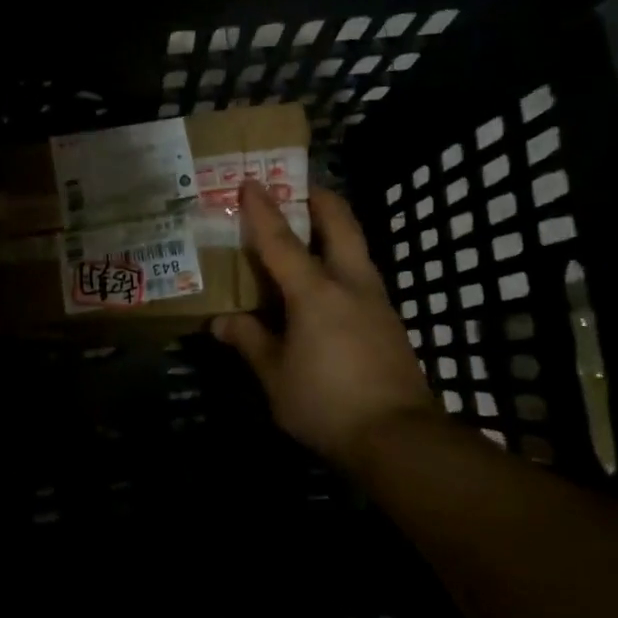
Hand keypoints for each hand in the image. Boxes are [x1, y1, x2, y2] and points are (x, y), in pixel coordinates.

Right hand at [213, 180, 441, 467]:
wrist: (397, 436)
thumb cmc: (326, 403)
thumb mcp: (275, 377)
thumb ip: (250, 342)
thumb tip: (221, 322)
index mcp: (315, 293)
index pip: (281, 241)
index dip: (262, 210)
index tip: (250, 181)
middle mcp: (350, 284)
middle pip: (341, 224)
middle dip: (320, 199)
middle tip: (299, 188)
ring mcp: (377, 301)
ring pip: (357, 247)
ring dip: (335, 229)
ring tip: (310, 232)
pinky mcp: (389, 321)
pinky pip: (362, 275)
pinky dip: (342, 262)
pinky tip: (327, 285)